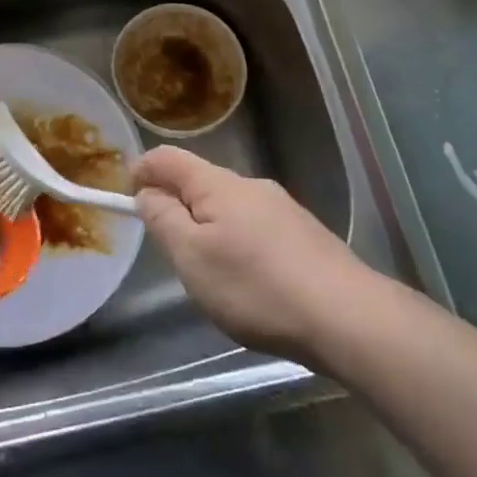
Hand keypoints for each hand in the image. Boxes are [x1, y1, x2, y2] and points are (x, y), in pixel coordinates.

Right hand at [132, 146, 373, 366]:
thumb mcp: (193, 258)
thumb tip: (148, 193)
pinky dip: (238, 244)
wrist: (349, 317)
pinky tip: (250, 283)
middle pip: (200, 182)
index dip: (141, 170)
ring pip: (229, 207)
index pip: (168, 158)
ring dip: (209, 228)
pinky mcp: (305, 236)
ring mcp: (283, 209)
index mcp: (217, 185)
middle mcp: (250, 186)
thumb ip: (164, 220)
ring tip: (209, 274)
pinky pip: (256, 228)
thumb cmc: (256, 286)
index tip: (126, 195)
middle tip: (168, 247)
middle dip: (177, 204)